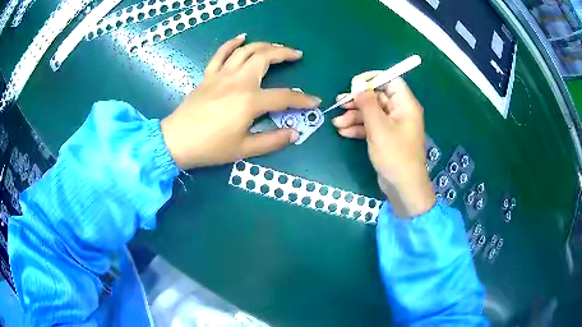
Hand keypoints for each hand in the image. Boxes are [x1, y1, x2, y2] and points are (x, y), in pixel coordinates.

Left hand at [161, 34, 320, 169]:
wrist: (176, 141)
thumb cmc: (210, 147)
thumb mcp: (244, 149)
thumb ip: (272, 140)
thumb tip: (294, 134)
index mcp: (250, 101)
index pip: (284, 97)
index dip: (302, 99)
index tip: (314, 101)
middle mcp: (238, 81)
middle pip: (265, 58)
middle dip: (284, 53)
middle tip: (296, 54)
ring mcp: (222, 75)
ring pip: (246, 51)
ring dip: (264, 45)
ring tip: (276, 46)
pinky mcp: (209, 75)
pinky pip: (221, 53)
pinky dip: (232, 43)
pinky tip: (242, 38)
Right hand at [332, 73, 434, 217]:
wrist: (403, 187)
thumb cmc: (395, 154)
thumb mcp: (378, 126)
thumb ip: (367, 102)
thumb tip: (358, 83)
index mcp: (405, 105)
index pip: (391, 81)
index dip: (373, 79)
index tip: (355, 84)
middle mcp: (400, 112)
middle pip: (377, 97)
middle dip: (358, 101)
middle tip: (339, 103)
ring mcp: (393, 126)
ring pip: (372, 113)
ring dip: (354, 116)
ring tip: (336, 123)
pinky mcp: (386, 138)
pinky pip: (372, 127)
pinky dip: (358, 128)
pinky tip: (343, 132)